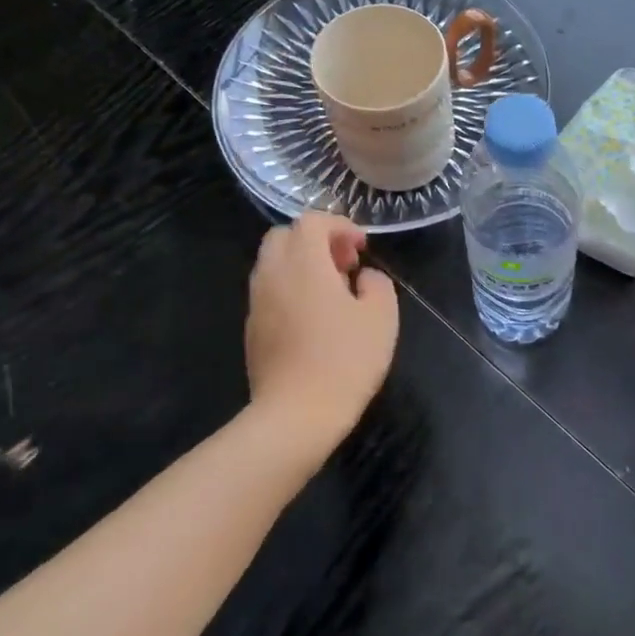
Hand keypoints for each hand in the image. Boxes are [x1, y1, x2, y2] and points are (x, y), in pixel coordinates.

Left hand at [246, 212, 398, 437]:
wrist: (297, 414)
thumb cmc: (345, 359)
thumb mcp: (382, 317)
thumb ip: (377, 284)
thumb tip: (363, 278)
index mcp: (304, 263)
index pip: (312, 221)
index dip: (340, 225)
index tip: (362, 247)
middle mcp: (272, 274)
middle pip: (284, 236)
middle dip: (315, 240)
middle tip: (344, 265)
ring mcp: (257, 303)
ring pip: (273, 264)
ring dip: (301, 265)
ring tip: (332, 292)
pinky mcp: (252, 329)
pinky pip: (269, 292)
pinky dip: (291, 289)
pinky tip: (315, 319)